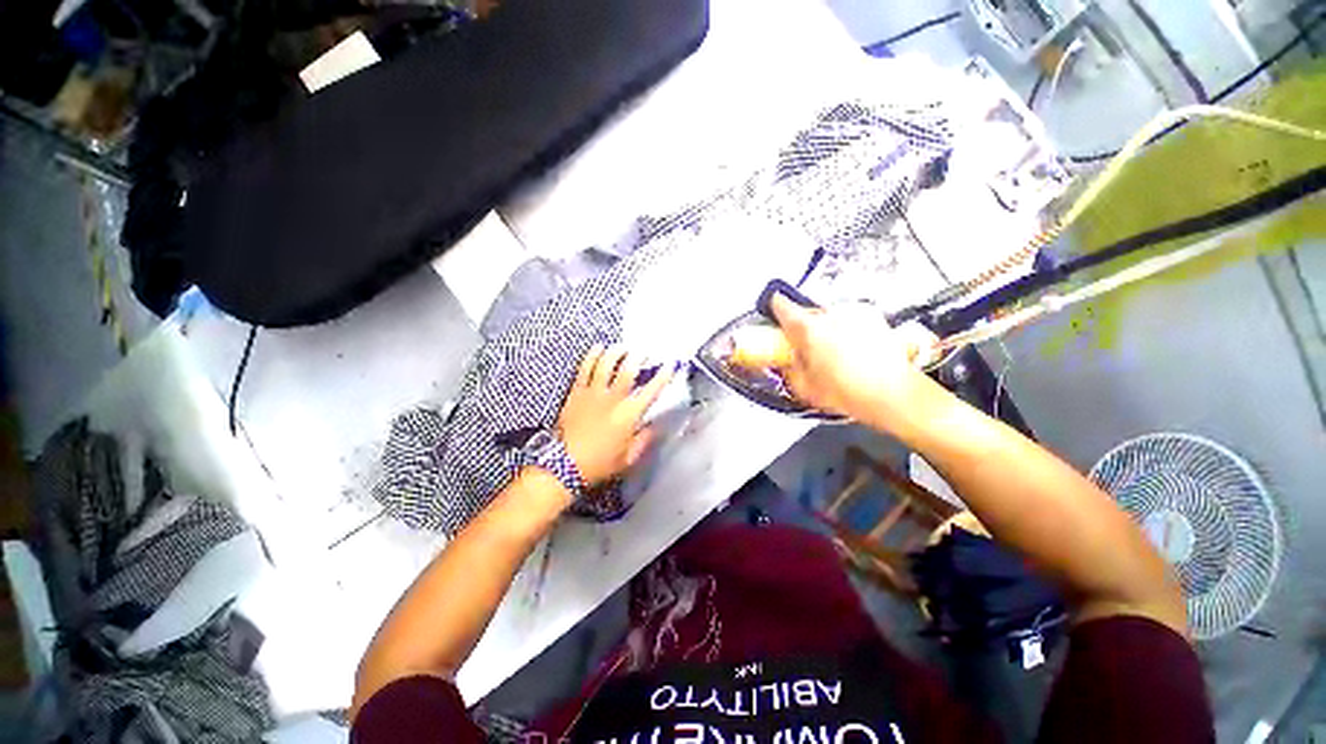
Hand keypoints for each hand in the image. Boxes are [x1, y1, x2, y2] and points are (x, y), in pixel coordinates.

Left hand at [557, 345, 674, 485]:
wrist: (563, 465)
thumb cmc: (599, 464)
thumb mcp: (628, 458)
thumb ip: (645, 440)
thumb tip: (657, 426)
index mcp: (628, 415)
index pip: (651, 391)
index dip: (663, 377)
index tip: (670, 365)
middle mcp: (612, 399)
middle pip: (627, 371)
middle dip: (638, 358)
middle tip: (643, 351)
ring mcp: (592, 393)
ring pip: (605, 364)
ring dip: (616, 352)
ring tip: (622, 347)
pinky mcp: (576, 392)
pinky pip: (584, 368)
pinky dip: (592, 356)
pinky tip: (598, 348)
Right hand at [764, 294, 940, 429]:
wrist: (894, 395)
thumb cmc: (847, 392)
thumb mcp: (804, 387)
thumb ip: (788, 368)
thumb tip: (784, 361)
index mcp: (808, 328)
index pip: (781, 304)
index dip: (774, 308)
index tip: (774, 315)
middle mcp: (830, 314)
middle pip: (807, 312)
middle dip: (804, 328)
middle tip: (807, 349)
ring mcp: (854, 313)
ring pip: (830, 316)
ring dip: (827, 329)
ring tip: (834, 355)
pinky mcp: (874, 317)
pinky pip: (850, 320)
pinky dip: (847, 330)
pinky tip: (853, 351)